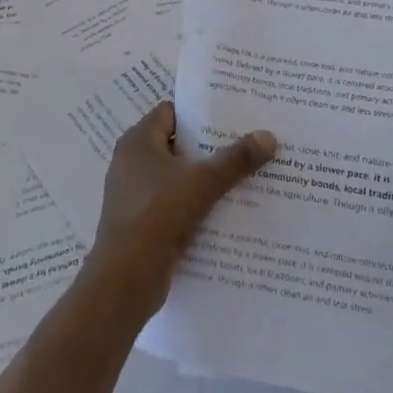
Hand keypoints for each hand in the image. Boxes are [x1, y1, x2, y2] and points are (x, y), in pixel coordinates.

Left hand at [84, 101, 275, 325]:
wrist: (125, 280)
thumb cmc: (157, 216)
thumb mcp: (202, 183)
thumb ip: (235, 159)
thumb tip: (268, 135)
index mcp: (138, 142)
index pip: (171, 113)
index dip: (200, 112)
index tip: (232, 116)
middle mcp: (131, 162)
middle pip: (177, 144)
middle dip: (209, 146)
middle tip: (246, 143)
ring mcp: (134, 194)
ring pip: (177, 176)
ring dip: (204, 177)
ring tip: (243, 175)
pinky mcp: (141, 222)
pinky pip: (173, 202)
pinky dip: (194, 203)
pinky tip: (225, 209)